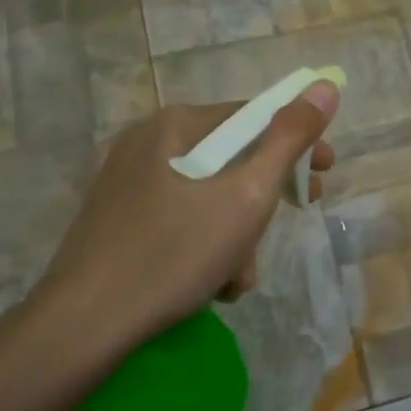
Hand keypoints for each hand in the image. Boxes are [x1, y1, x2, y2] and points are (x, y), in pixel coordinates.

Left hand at [23, 84, 338, 368]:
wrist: (85, 323)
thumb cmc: (176, 252)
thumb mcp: (248, 195)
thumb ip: (289, 139)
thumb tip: (325, 86)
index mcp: (176, 125)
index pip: (254, 118)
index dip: (297, 144)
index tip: (323, 176)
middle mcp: (147, 141)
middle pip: (231, 158)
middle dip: (264, 198)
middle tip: (289, 222)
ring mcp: (126, 180)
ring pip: (207, 193)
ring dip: (237, 232)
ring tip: (240, 276)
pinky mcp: (116, 216)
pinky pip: (179, 216)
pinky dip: (204, 242)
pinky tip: (212, 281)